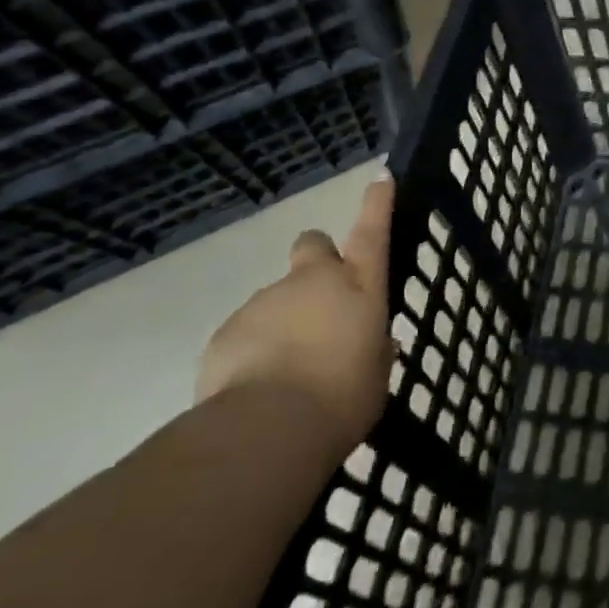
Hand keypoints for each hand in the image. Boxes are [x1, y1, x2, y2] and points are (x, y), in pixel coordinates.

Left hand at [197, 171, 396, 454]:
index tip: (380, 179)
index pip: (372, 232)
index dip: (377, 204)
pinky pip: (246, 332)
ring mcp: (266, 301)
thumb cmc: (341, 400)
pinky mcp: (228, 329)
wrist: (267, 428)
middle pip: (313, 244)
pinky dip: (252, 352)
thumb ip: (373, 352)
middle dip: (316, 258)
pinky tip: (257, 389)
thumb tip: (371, 344)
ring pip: (277, 298)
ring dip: (283, 322)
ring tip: (286, 374)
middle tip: (319, 299)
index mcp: (357, 288)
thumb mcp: (374, 379)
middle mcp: (312, 282)